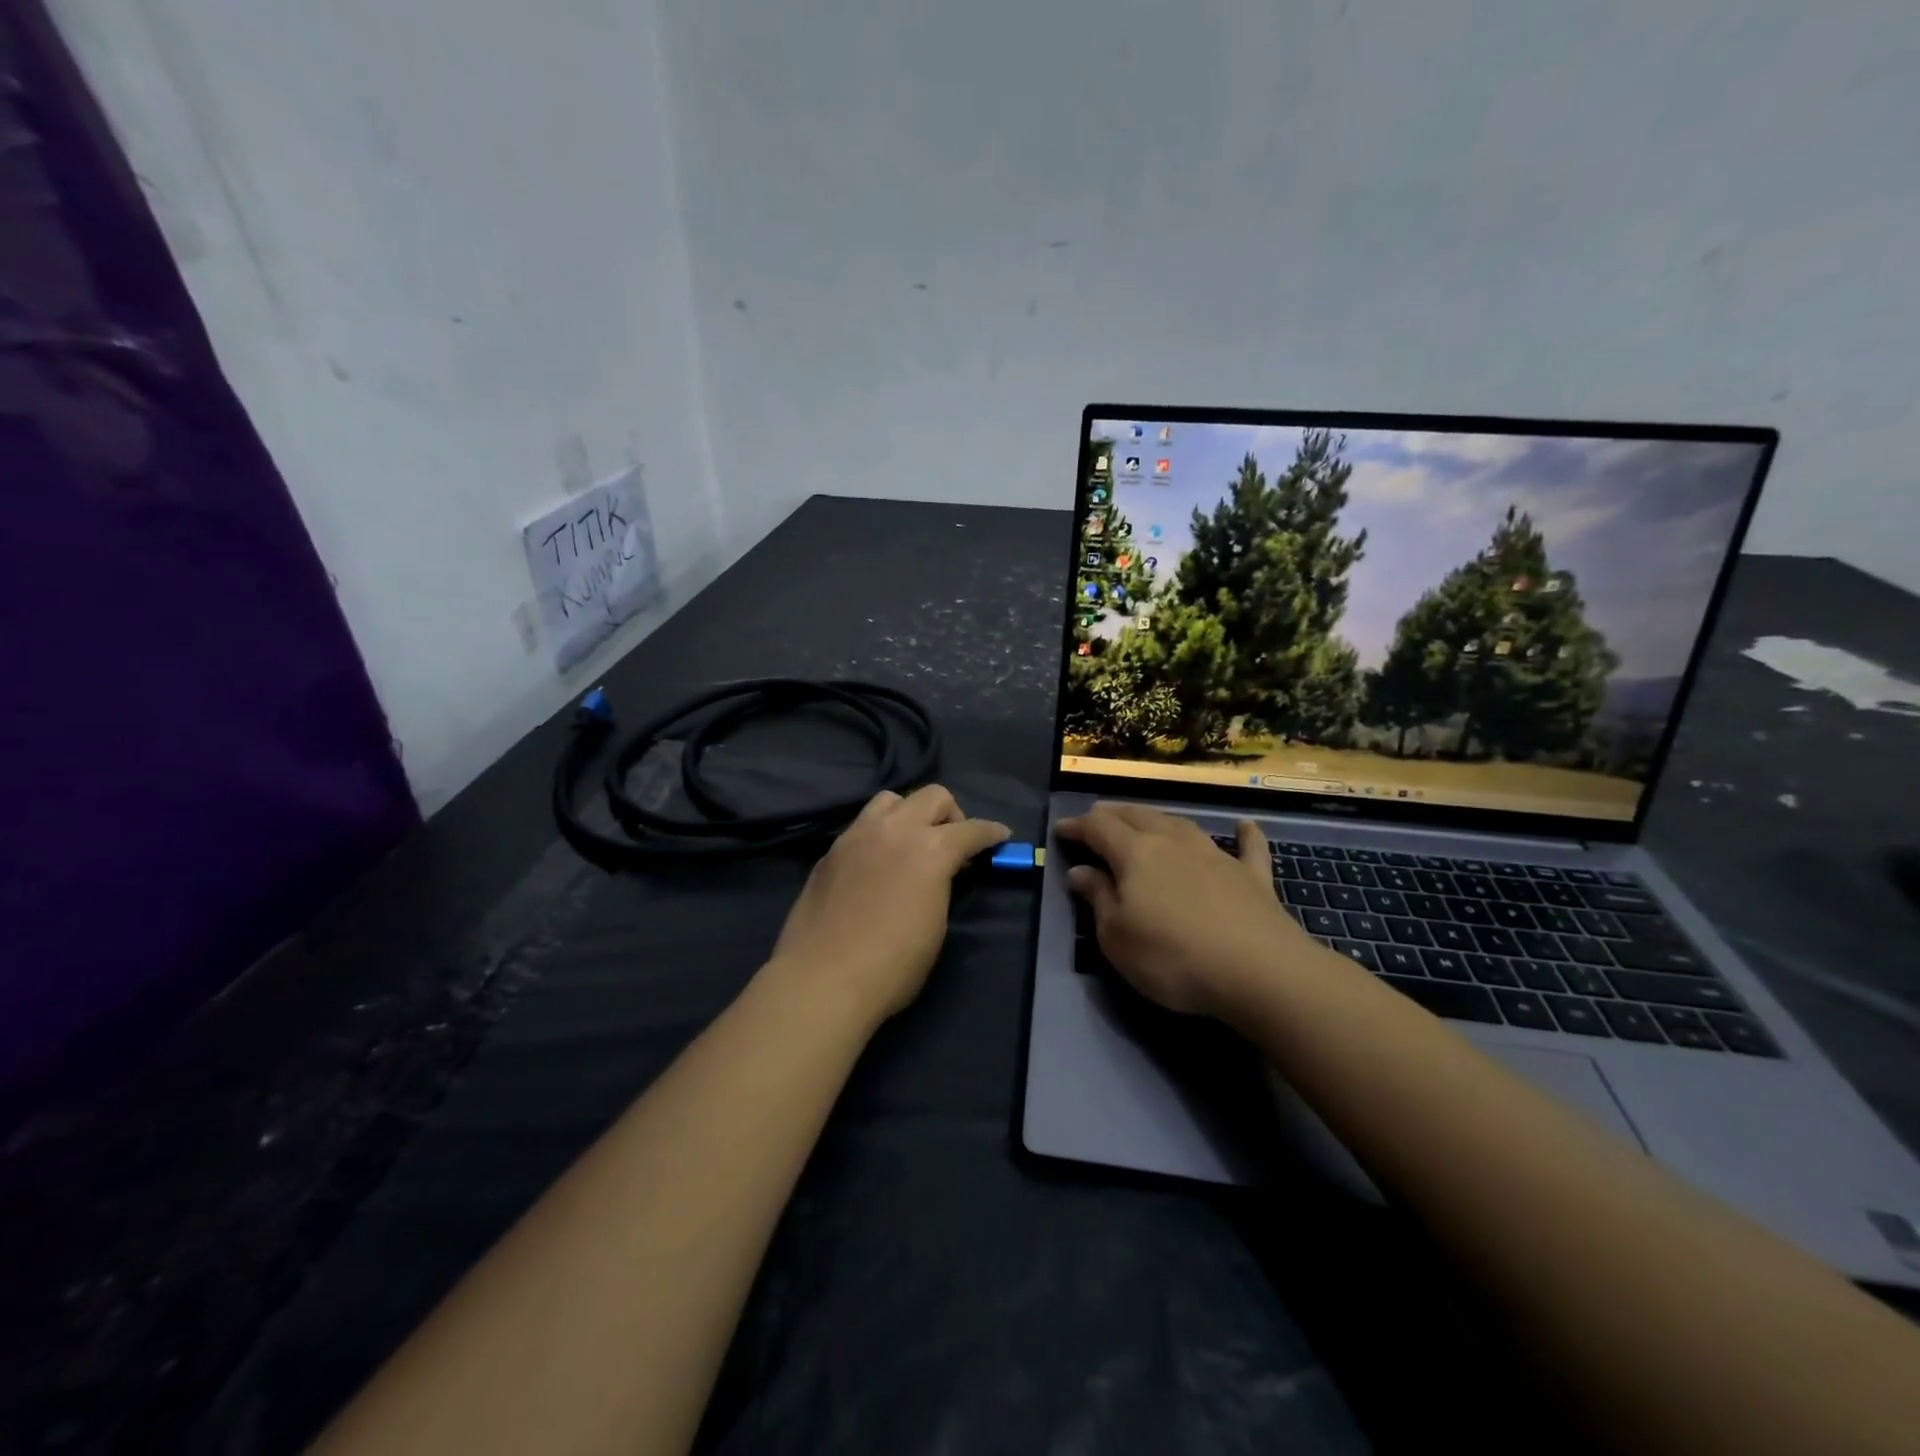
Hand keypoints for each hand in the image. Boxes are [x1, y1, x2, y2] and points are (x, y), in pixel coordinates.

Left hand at [768, 785, 1009, 1024]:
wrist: (822, 980)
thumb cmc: (892, 965)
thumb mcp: (936, 926)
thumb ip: (943, 885)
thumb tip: (941, 874)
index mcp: (930, 849)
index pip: (972, 829)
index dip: (992, 832)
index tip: (1001, 836)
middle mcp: (895, 829)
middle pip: (933, 796)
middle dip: (952, 815)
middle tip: (953, 845)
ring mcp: (858, 835)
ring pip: (892, 800)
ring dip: (910, 814)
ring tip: (910, 844)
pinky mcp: (831, 850)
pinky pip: (863, 825)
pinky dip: (880, 834)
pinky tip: (878, 863)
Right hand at [1057, 803, 1327, 1019]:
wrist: (1259, 972)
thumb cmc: (1172, 957)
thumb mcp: (1116, 937)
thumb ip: (1097, 898)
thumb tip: (1079, 870)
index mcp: (1136, 854)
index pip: (1098, 828)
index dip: (1077, 826)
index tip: (1060, 830)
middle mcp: (1173, 842)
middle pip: (1138, 816)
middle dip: (1113, 815)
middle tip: (1096, 818)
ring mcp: (1216, 855)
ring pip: (1181, 824)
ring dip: (1159, 819)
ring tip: (1145, 820)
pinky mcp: (1252, 876)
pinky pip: (1248, 847)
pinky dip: (1245, 834)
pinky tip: (1245, 825)